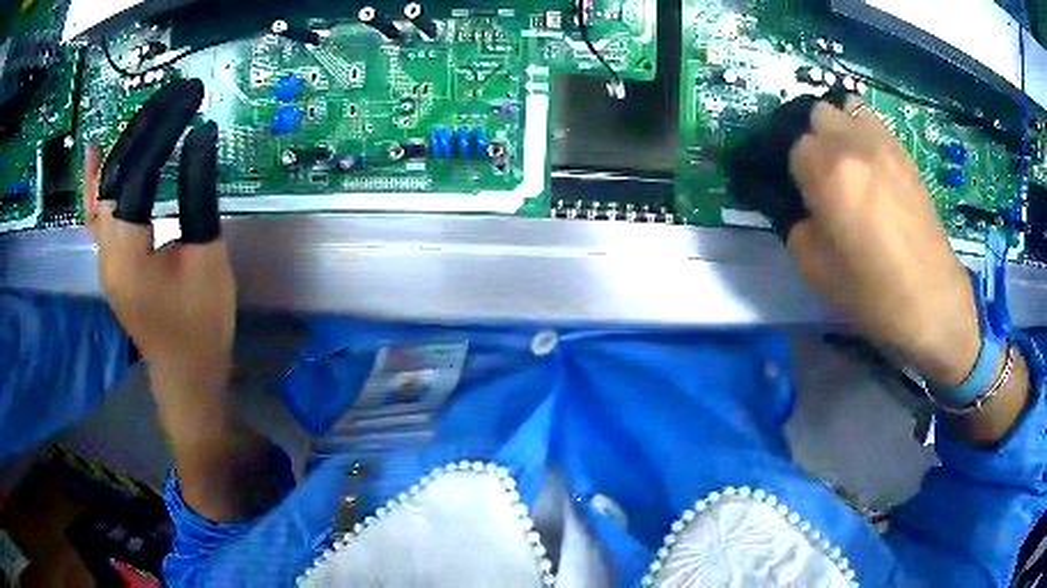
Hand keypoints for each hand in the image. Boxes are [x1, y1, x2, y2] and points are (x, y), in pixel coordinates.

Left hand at [82, 78, 233, 399]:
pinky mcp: (109, 261)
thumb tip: (200, 135)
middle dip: (144, 128)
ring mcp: (102, 257)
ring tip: (145, 112)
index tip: (190, 98)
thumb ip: (198, 193)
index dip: (162, 131)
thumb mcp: (206, 256)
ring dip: (124, 146)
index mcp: (127, 253)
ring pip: (102, 189)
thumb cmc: (201, 324)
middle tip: (177, 95)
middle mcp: (105, 251)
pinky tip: (95, 151)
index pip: (136, 173)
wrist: (185, 373)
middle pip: (115, 174)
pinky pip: (95, 213)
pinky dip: (95, 179)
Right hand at [786, 95, 977, 385]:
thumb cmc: (871, 291)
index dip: (794, 172)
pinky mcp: (905, 155)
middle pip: (818, 114)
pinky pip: (876, 124)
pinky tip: (873, 167)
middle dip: (815, 140)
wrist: (930, 301)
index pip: (792, 146)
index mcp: (827, 170)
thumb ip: (797, 226)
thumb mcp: (814, 269)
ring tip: (848, 162)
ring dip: (841, 128)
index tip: (802, 196)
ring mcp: (884, 144)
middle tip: (824, 176)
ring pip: (848, 107)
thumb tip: (802, 208)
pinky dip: (866, 134)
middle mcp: (854, 144)